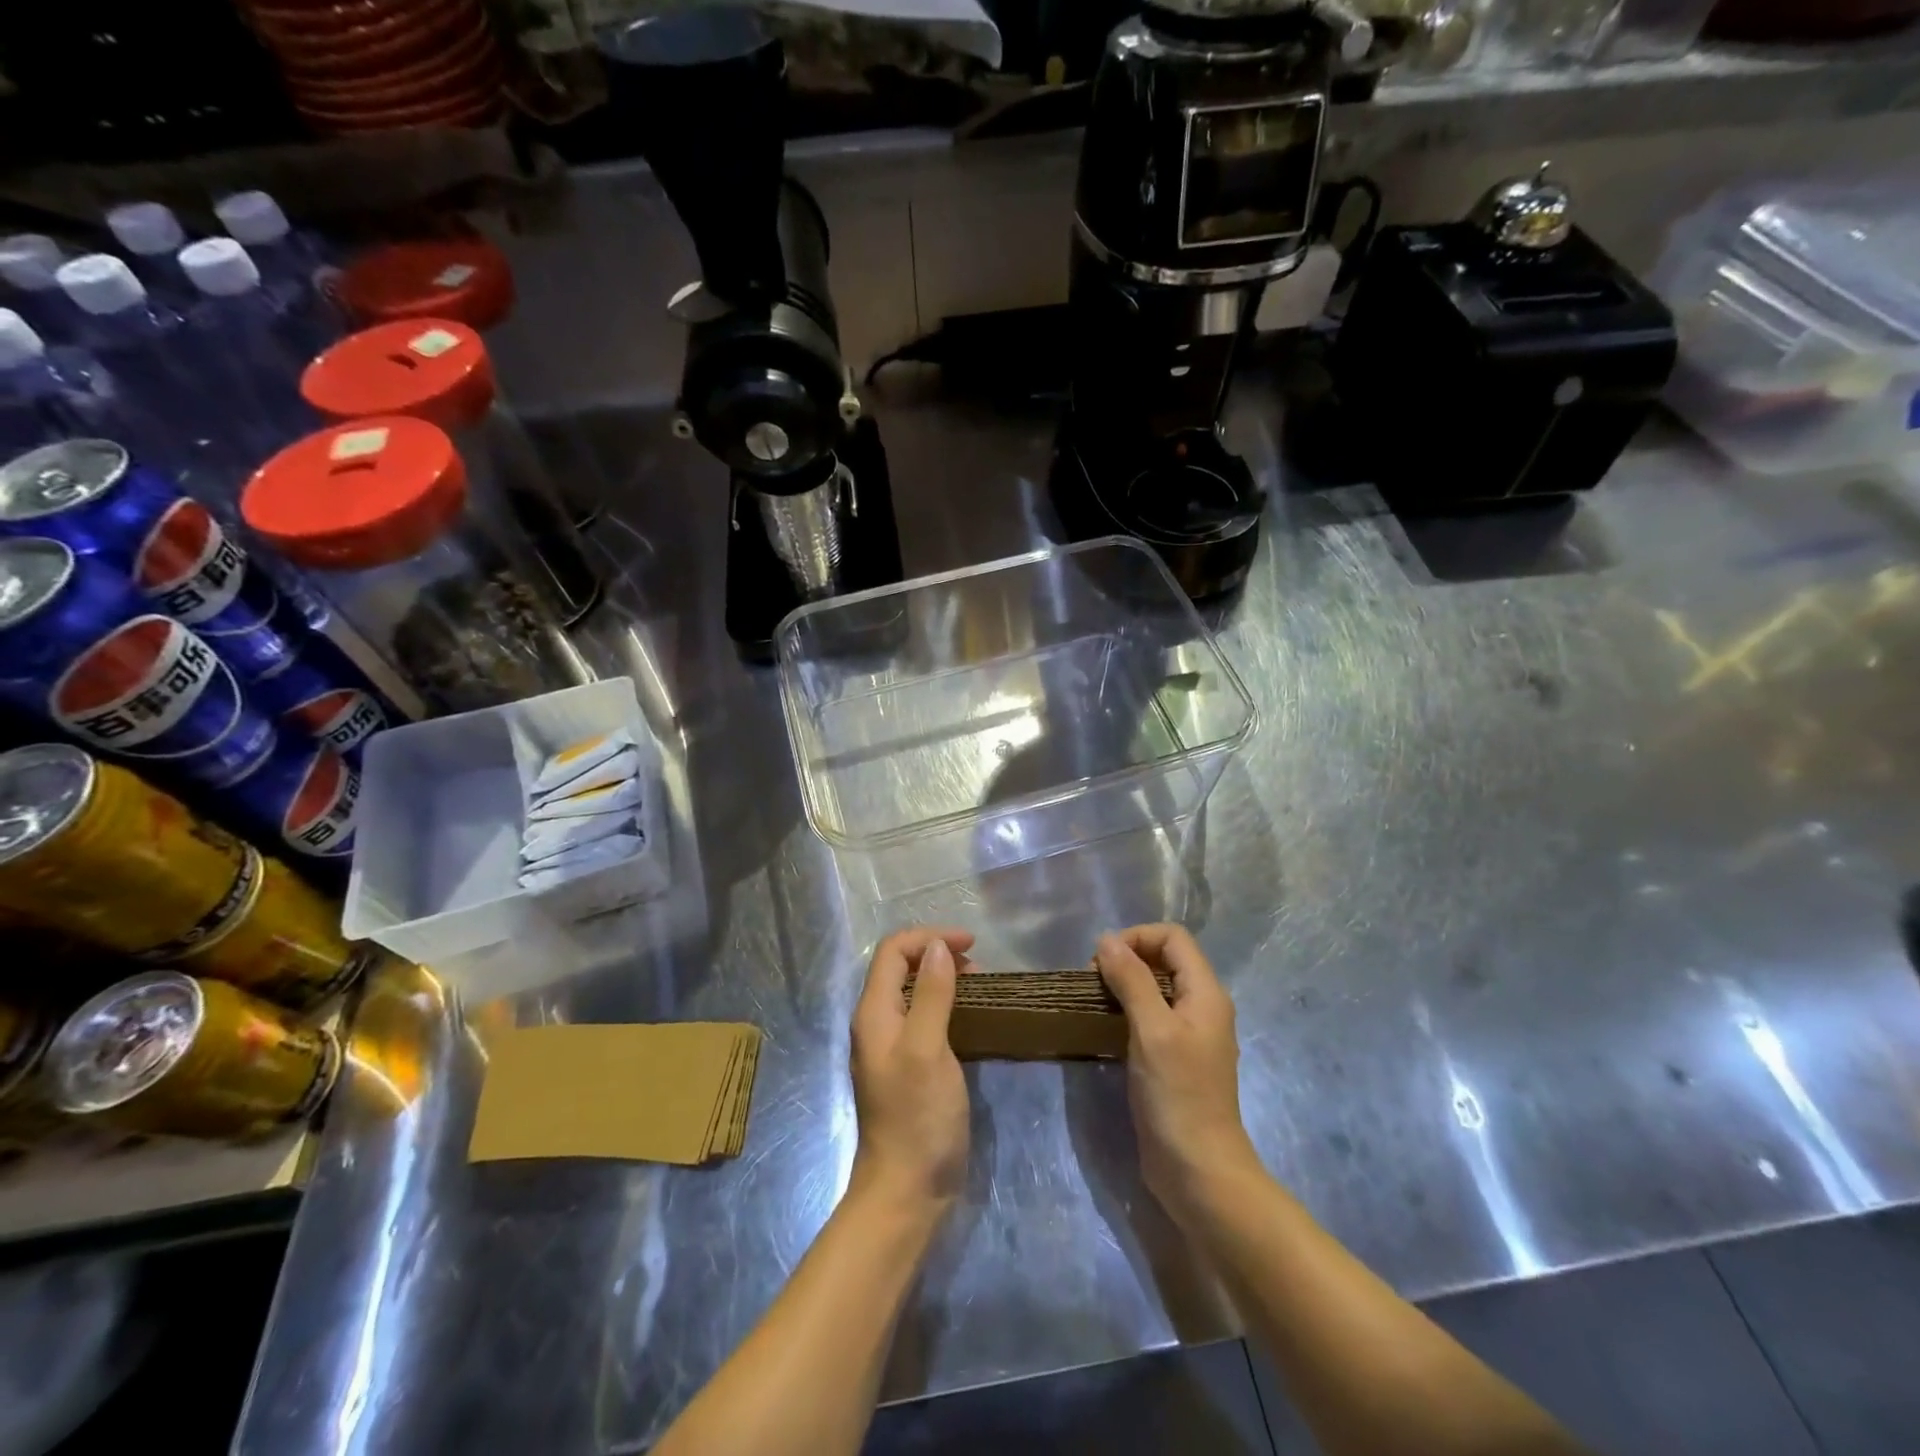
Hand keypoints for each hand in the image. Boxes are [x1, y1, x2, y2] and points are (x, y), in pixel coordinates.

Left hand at [848, 925, 974, 1214]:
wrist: (906, 1190)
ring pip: (913, 991)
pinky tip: (968, 1016)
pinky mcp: (907, 1066)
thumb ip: (932, 994)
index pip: (893, 951)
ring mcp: (891, 1046)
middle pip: (900, 967)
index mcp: (874, 1012)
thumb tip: (938, 947)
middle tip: (978, 965)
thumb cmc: (918, 1116)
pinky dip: (945, 1003)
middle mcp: (877, 1023)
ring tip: (979, 985)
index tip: (971, 944)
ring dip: (943, 978)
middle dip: (937, 954)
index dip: (930, 937)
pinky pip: (923, 1017)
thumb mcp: (927, 1049)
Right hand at [1096, 924, 1260, 1228]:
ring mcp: (1190, 1035)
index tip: (1103, 960)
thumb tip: (1107, 940)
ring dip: (1125, 985)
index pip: (1173, 938)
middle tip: (1093, 980)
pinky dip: (1128, 1011)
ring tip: (1095, 1001)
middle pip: (1166, 959)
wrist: (1198, 1171)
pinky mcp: (1176, 1059)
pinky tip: (1106, 1028)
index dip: (1137, 937)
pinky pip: (1152, 1017)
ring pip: (1156, 989)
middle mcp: (1203, 1007)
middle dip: (1128, 958)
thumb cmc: (1177, 1095)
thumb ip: (1132, 980)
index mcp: (1206, 993)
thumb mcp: (1152, 1030)